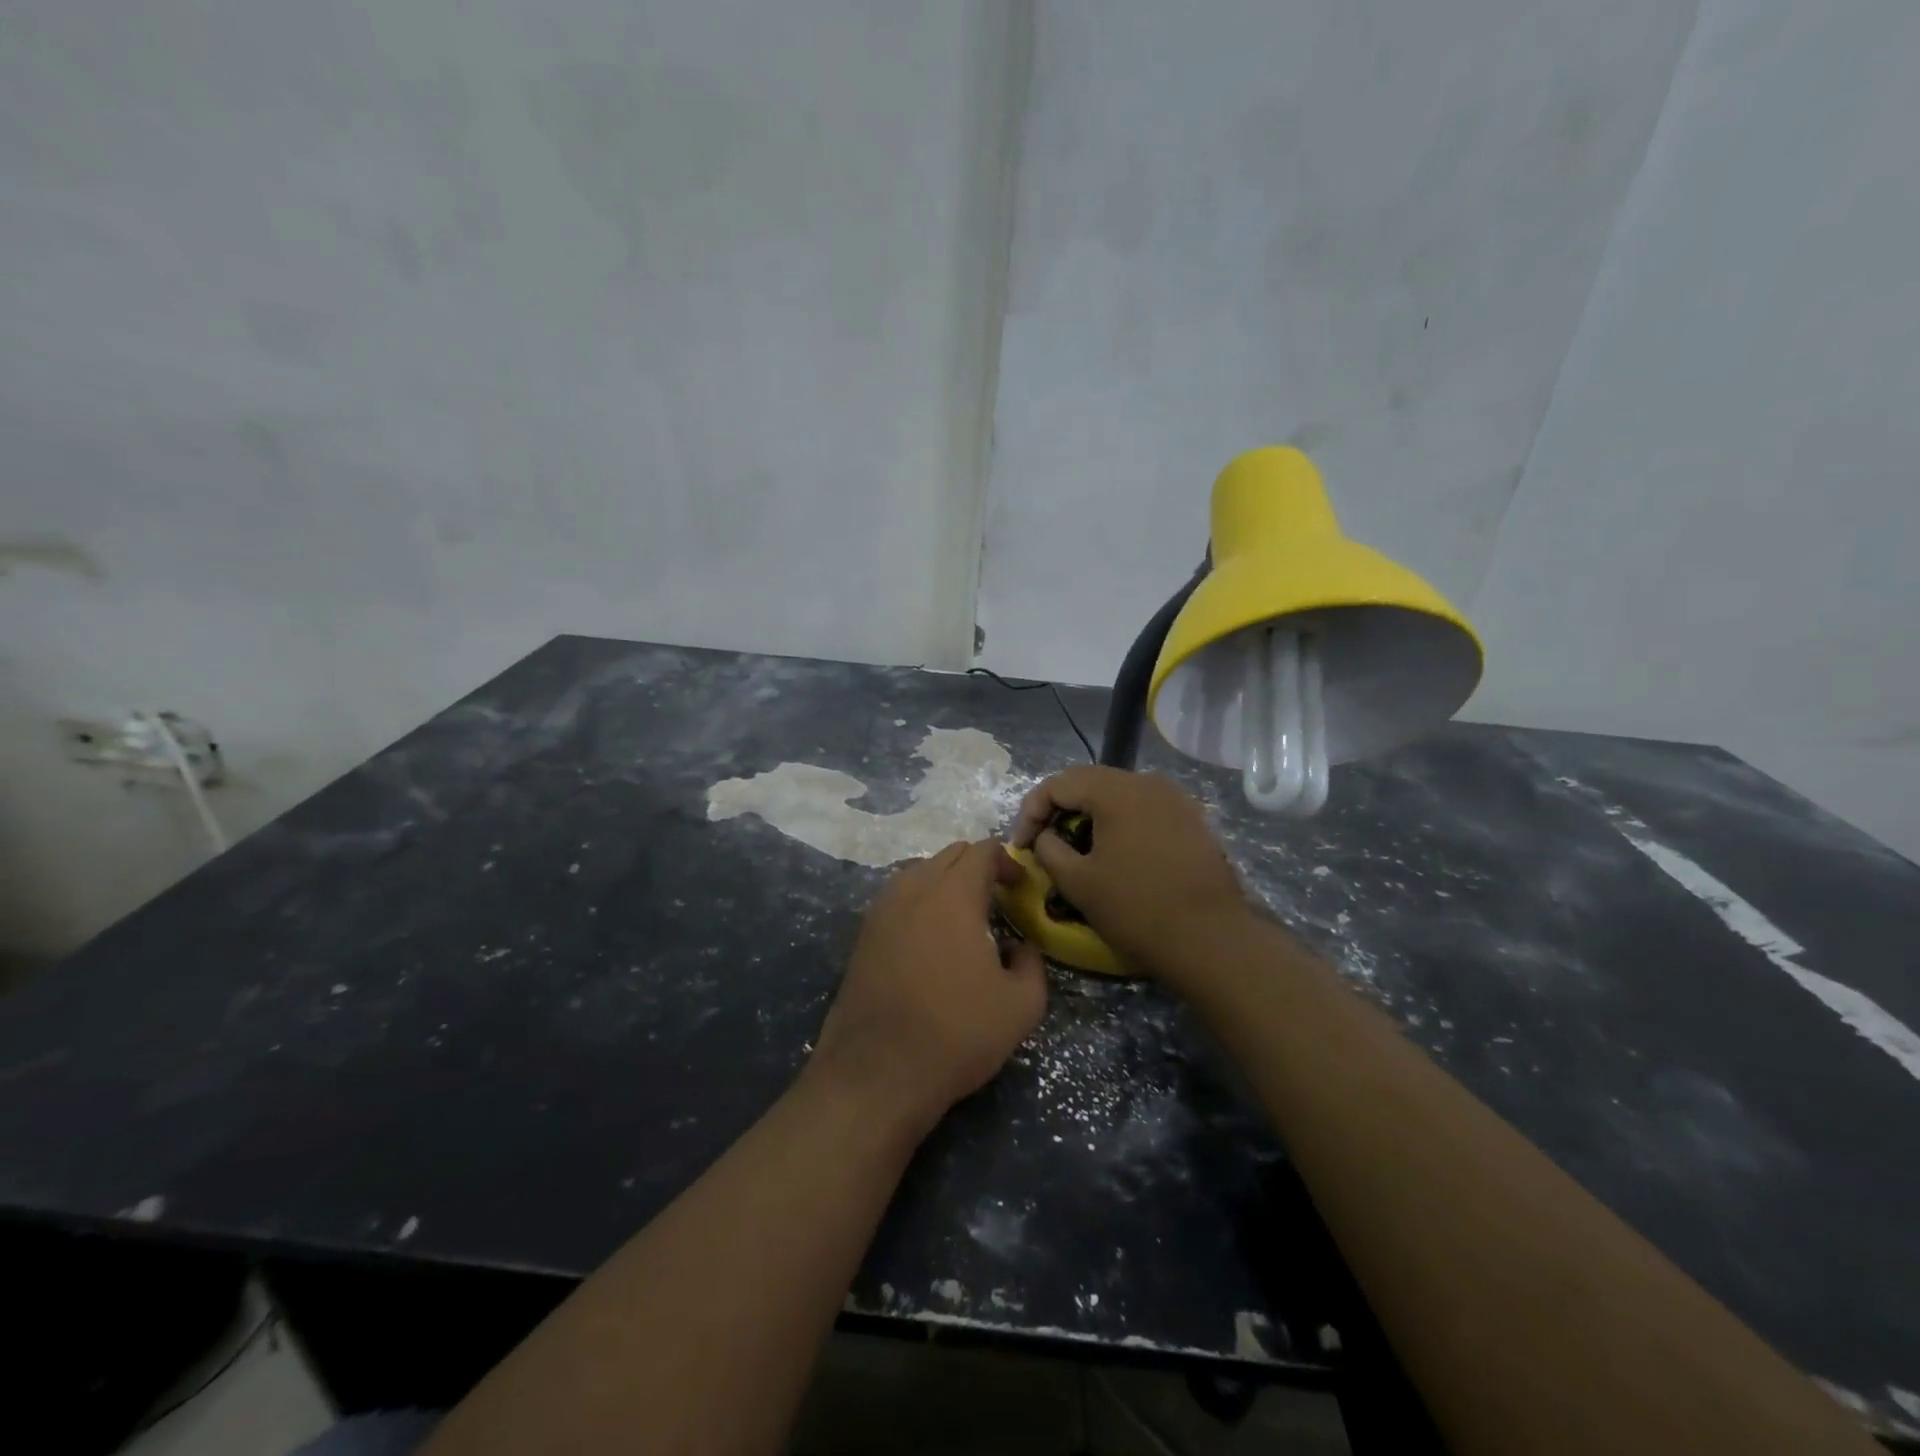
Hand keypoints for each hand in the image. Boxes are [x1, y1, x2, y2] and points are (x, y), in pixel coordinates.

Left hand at [811, 841, 1047, 1135]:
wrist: (876, 1073)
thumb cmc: (956, 1034)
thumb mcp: (1021, 1007)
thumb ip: (1032, 965)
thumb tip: (1020, 947)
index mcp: (953, 895)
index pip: (982, 850)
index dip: (1007, 862)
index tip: (1020, 889)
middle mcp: (913, 889)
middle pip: (949, 855)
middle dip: (977, 867)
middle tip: (996, 901)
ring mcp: (881, 910)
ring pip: (919, 872)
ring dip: (945, 882)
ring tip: (962, 920)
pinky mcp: (863, 935)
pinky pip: (898, 898)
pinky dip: (919, 902)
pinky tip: (929, 941)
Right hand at [1010, 767, 1251, 980]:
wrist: (1211, 939)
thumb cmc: (1136, 908)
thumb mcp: (1077, 882)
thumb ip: (1049, 849)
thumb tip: (1045, 836)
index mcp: (1116, 790)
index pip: (1058, 783)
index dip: (1031, 811)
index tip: (1021, 846)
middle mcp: (1147, 782)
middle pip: (1089, 782)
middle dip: (1059, 809)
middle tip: (1043, 842)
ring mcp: (1175, 799)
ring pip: (1118, 795)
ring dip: (1090, 816)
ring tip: (1077, 849)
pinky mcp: (1191, 820)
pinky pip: (1144, 810)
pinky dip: (1120, 824)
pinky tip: (1115, 853)